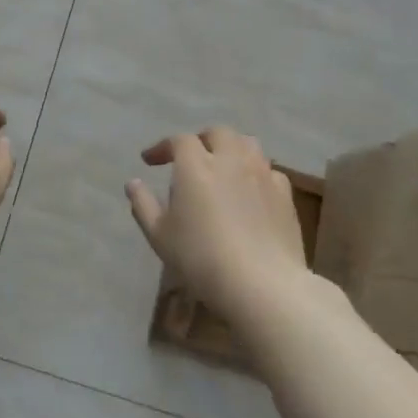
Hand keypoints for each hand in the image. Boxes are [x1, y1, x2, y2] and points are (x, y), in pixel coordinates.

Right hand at [126, 126, 307, 311]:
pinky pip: (268, 170)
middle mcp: (231, 160)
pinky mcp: (285, 194)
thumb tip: (133, 183)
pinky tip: (250, 189)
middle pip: (217, 133)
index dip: (162, 147)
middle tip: (190, 158)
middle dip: (200, 140)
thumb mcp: (160, 235)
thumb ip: (143, 204)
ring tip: (222, 166)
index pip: (178, 140)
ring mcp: (262, 174)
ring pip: (247, 144)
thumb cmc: (201, 258)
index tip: (150, 162)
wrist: (262, 284)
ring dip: (231, 148)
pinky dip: (254, 171)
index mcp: (196, 165)